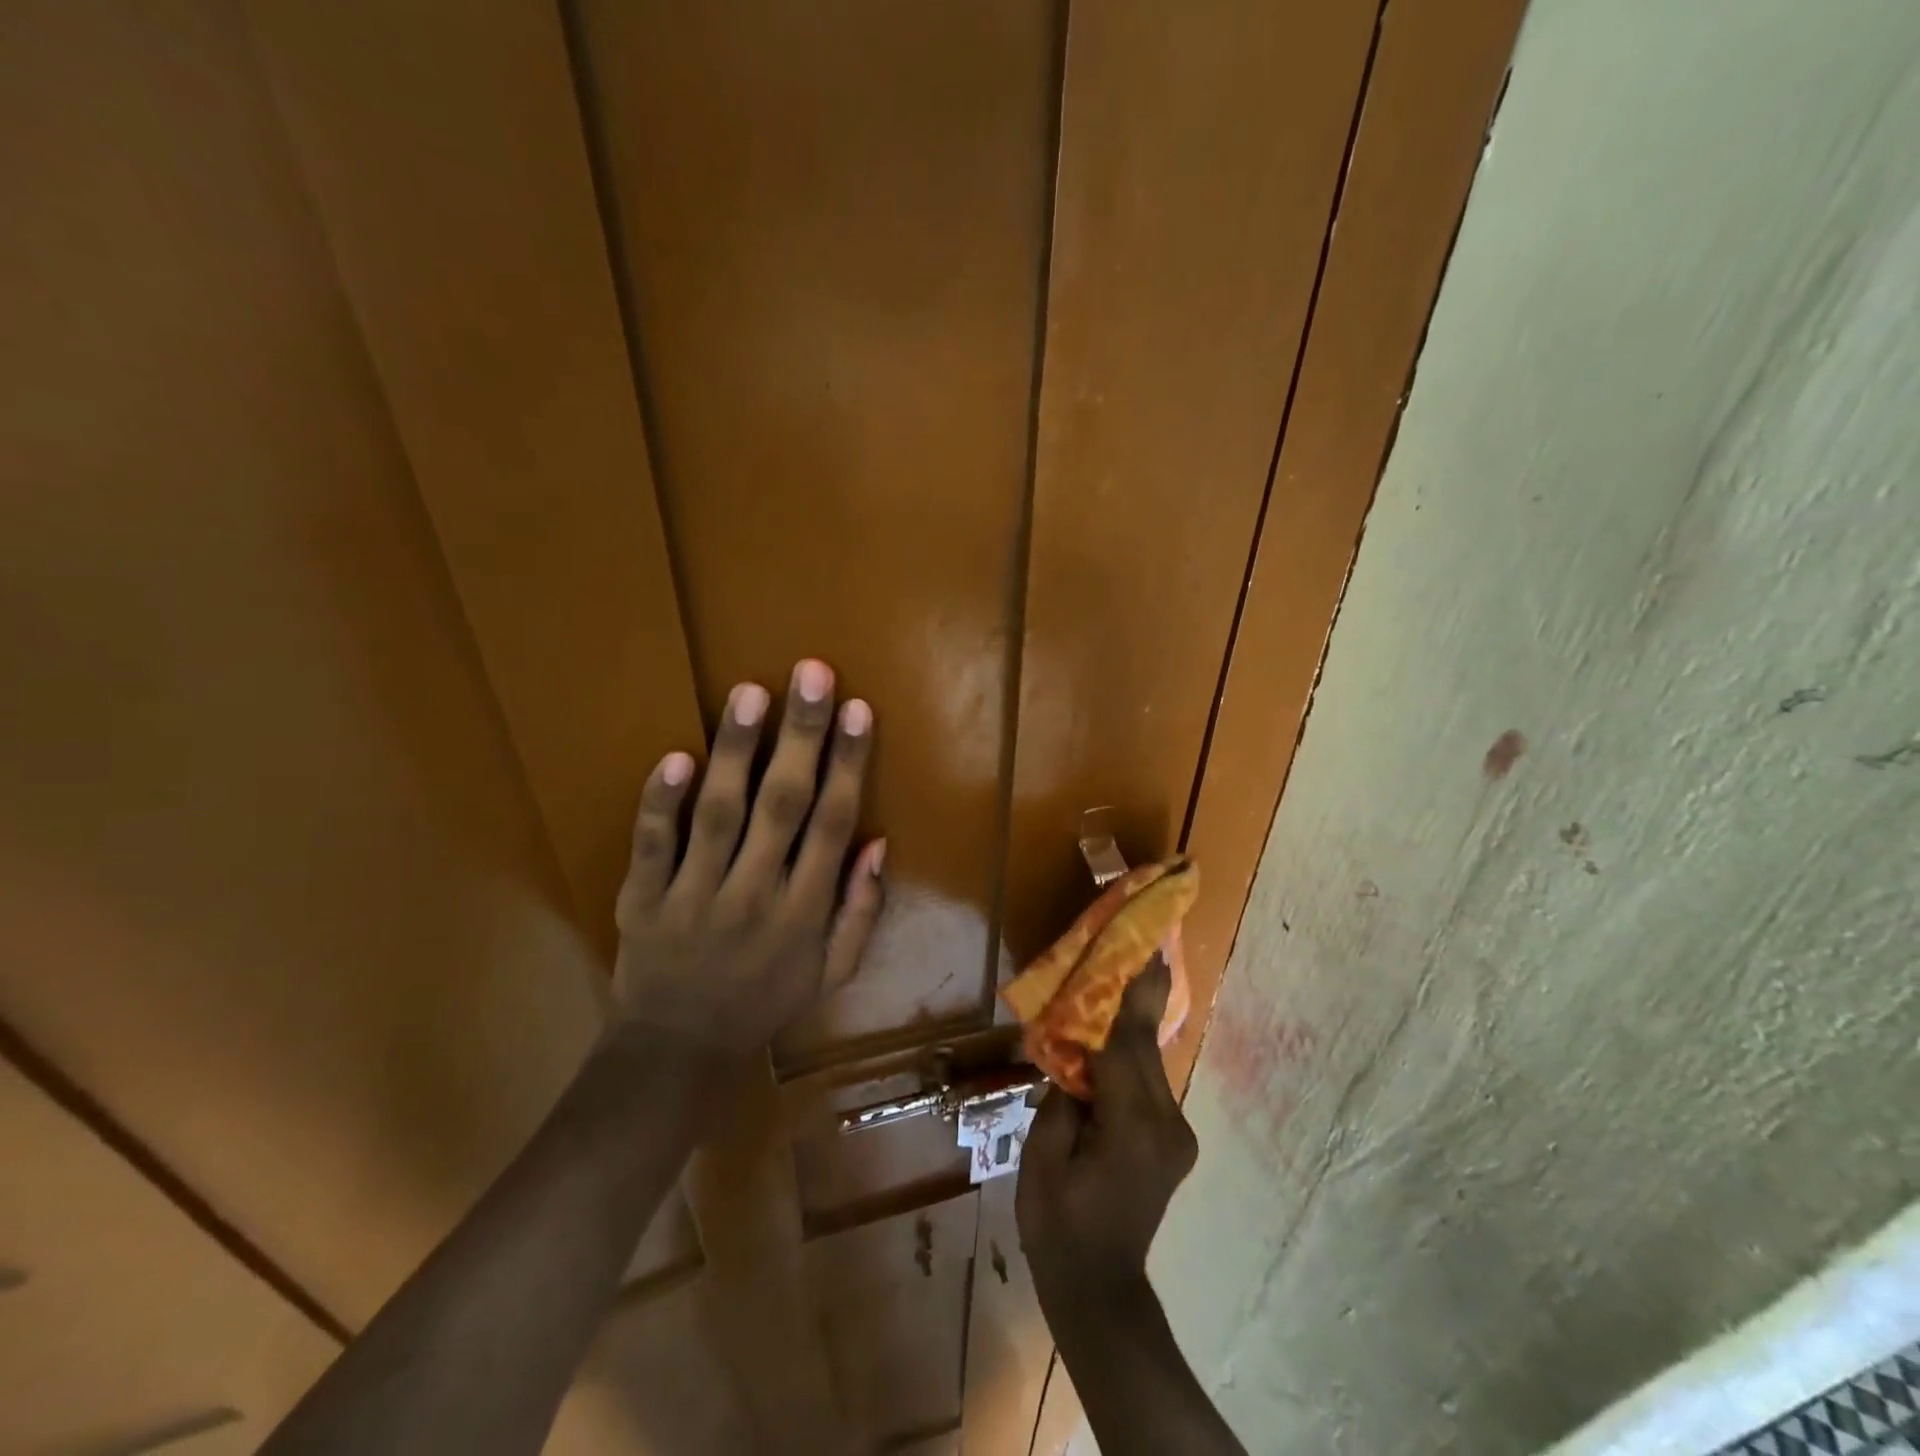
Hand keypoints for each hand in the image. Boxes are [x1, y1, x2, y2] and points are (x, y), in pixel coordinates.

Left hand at [610, 659, 885, 1053]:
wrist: (678, 1052)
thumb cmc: (765, 1003)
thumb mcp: (833, 972)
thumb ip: (861, 910)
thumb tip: (878, 842)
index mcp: (804, 913)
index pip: (832, 825)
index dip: (848, 764)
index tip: (858, 710)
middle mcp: (755, 896)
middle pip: (783, 805)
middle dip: (801, 736)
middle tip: (811, 673)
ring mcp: (694, 896)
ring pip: (719, 814)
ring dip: (736, 750)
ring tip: (751, 693)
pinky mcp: (641, 899)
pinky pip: (652, 846)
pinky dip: (661, 802)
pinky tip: (676, 755)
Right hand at [1015, 958, 1197, 1305]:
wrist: (1100, 1289)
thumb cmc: (1057, 1227)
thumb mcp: (1040, 1161)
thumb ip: (1059, 1100)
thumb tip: (1071, 1056)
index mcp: (1131, 1128)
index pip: (1123, 1047)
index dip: (1124, 995)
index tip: (1136, 949)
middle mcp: (1165, 1123)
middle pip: (1146, 1045)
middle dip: (1140, 993)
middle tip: (1142, 941)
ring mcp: (1175, 1132)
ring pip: (1151, 1060)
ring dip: (1136, 1019)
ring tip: (1132, 968)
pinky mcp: (1173, 1138)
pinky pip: (1149, 1080)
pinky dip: (1134, 1051)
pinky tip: (1121, 1028)